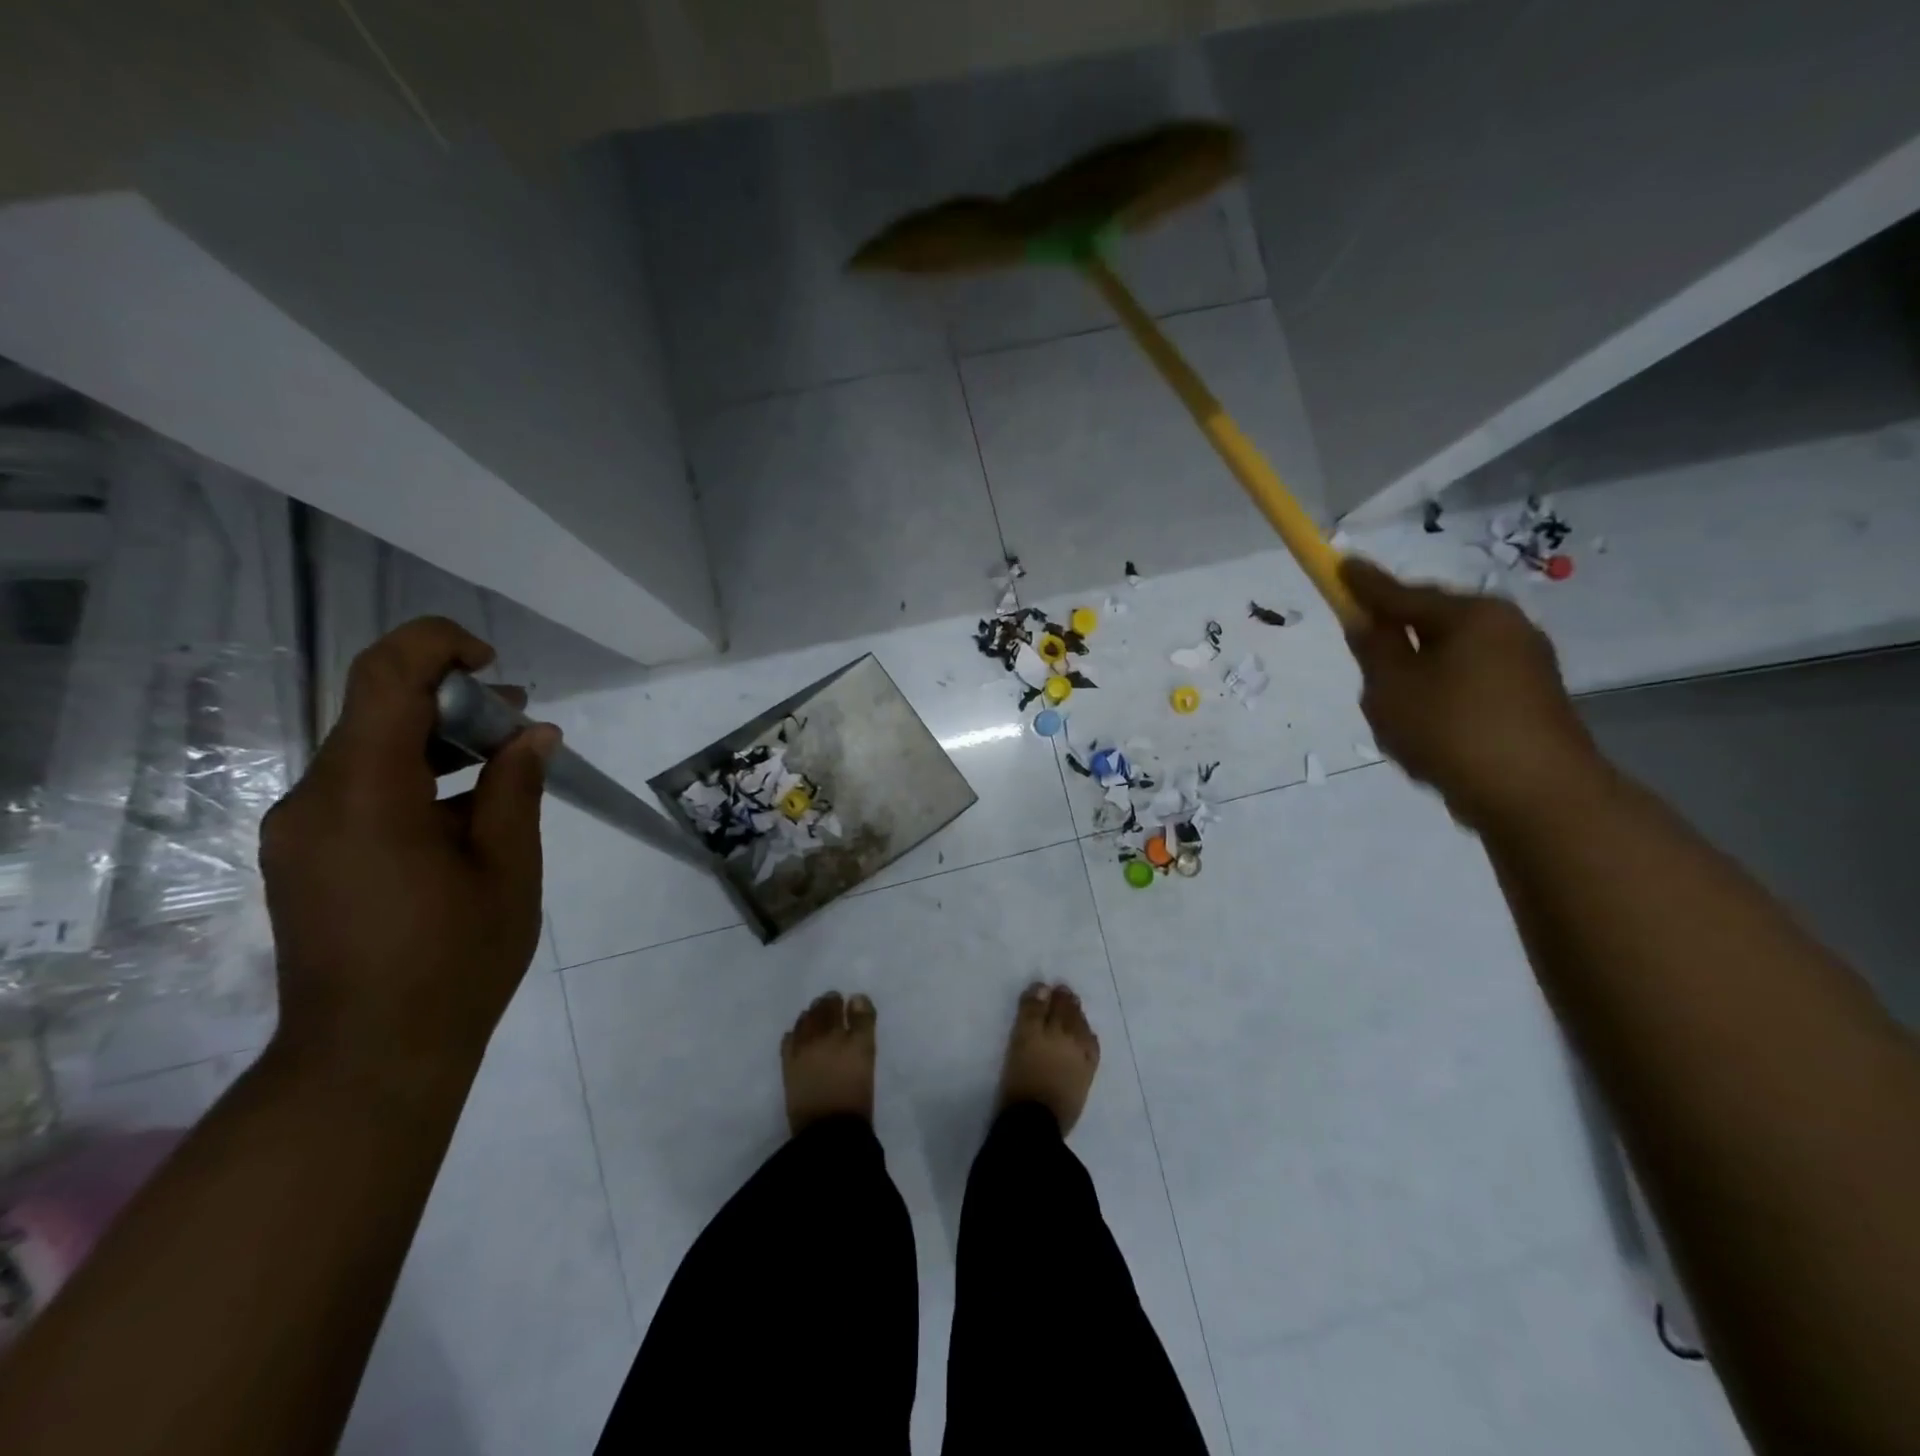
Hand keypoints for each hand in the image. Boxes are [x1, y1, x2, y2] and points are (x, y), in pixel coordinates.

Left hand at [259, 618, 558, 1077]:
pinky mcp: (307, 855)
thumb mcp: (508, 867)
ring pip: (369, 750)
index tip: (493, 664)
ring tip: (505, 760)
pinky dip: (415, 777)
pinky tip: (467, 808)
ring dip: (437, 740)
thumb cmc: (456, 959)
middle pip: (376, 711)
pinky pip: (360, 789)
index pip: (384, 678)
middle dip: (453, 701)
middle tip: (521, 723)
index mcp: (364, 795)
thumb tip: (534, 734)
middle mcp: (314, 800)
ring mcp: (302, 830)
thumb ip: (516, 788)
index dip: (437, 646)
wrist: (370, 1056)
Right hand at [1341, 558, 1602, 827]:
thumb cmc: (1452, 730)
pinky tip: (1429, 733)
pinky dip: (1442, 699)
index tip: (1339, 565)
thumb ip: (1374, 649)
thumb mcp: (1392, 687)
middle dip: (1396, 640)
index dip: (1364, 585)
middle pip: (1431, 624)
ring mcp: (1526, 665)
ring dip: (1418, 676)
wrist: (1538, 795)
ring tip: (1396, 714)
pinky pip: (1469, 686)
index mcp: (1471, 616)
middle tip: (1366, 661)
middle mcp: (1505, 628)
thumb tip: (1368, 621)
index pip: (1403, 594)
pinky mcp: (1532, 701)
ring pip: (1450, 659)